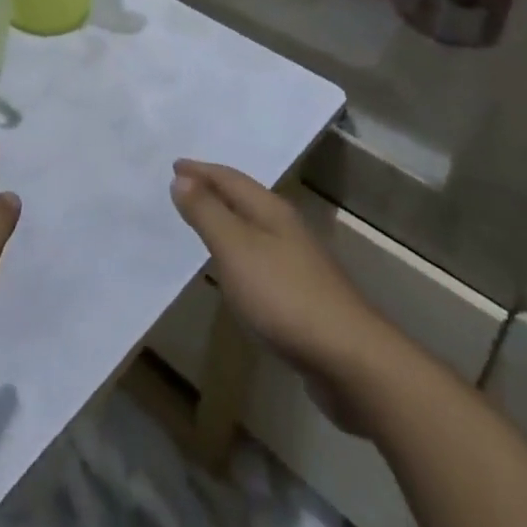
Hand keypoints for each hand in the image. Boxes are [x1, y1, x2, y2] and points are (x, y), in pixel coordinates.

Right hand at [171, 159, 401, 431]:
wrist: (353, 362)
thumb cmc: (285, 296)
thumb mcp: (235, 249)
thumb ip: (207, 212)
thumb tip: (181, 177)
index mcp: (271, 211)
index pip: (229, 178)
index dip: (200, 171)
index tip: (174, 165)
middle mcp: (287, 228)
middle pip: (244, 199)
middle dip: (214, 191)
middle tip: (184, 188)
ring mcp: (300, 263)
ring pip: (255, 229)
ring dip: (228, 221)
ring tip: (205, 224)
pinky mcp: (305, 297)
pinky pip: (261, 259)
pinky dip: (240, 253)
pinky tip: (236, 272)